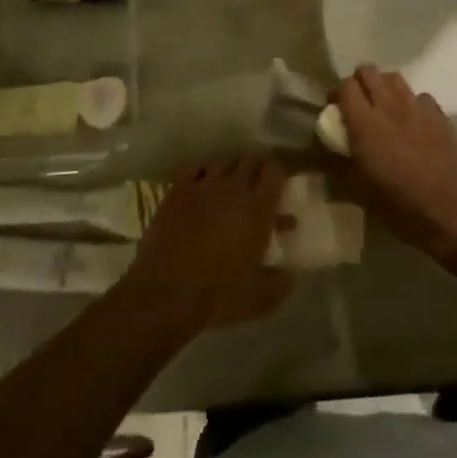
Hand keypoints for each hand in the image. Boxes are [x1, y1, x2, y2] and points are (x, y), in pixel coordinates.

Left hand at [120, 154, 292, 331]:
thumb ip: (281, 282)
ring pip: (223, 161)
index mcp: (258, 208)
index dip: (280, 174)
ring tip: (232, 186)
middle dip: (258, 168)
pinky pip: (194, 170)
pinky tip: (203, 187)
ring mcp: (201, 185)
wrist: (165, 294)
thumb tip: (291, 275)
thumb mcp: (260, 297)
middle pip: (250, 159)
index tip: (281, 185)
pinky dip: (203, 174)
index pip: (275, 171)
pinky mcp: (176, 191)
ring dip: (231, 169)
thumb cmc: (218, 295)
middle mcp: (232, 188)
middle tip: (259, 185)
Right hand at [337, 66, 456, 255]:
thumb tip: (320, 156)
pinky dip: (411, 103)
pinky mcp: (441, 116)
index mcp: (364, 124)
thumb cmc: (403, 207)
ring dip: (384, 87)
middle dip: (359, 83)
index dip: (337, 95)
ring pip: (394, 78)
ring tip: (384, 110)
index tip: (336, 112)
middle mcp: (389, 107)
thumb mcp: (360, 193)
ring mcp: (418, 108)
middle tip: (358, 107)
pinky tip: (413, 124)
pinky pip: (420, 96)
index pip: (345, 86)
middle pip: (369, 71)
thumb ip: (337, 168)